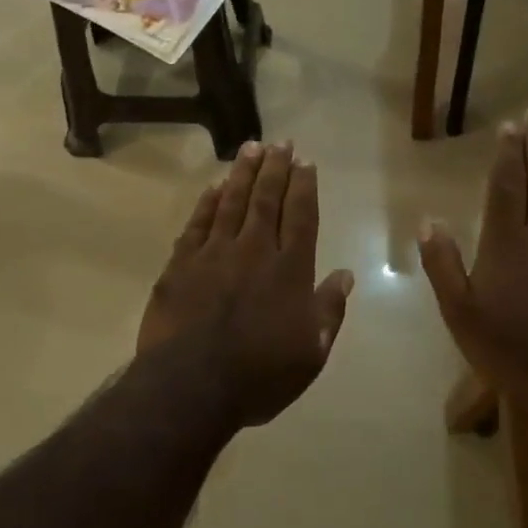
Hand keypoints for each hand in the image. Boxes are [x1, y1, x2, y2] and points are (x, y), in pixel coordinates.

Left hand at [137, 142, 354, 427]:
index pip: (301, 216)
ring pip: (232, 202)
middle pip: (267, 199)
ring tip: (251, 147)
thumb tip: (346, 274)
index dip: (304, 187)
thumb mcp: (311, 353)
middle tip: (281, 142)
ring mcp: (214, 253)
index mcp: (290, 270)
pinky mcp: (181, 264)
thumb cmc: (260, 375)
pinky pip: (197, 223)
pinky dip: (207, 202)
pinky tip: (214, 186)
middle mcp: (254, 250)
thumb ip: (329, 310)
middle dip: (276, 168)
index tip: (306, 162)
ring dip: (243, 173)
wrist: (191, 385)